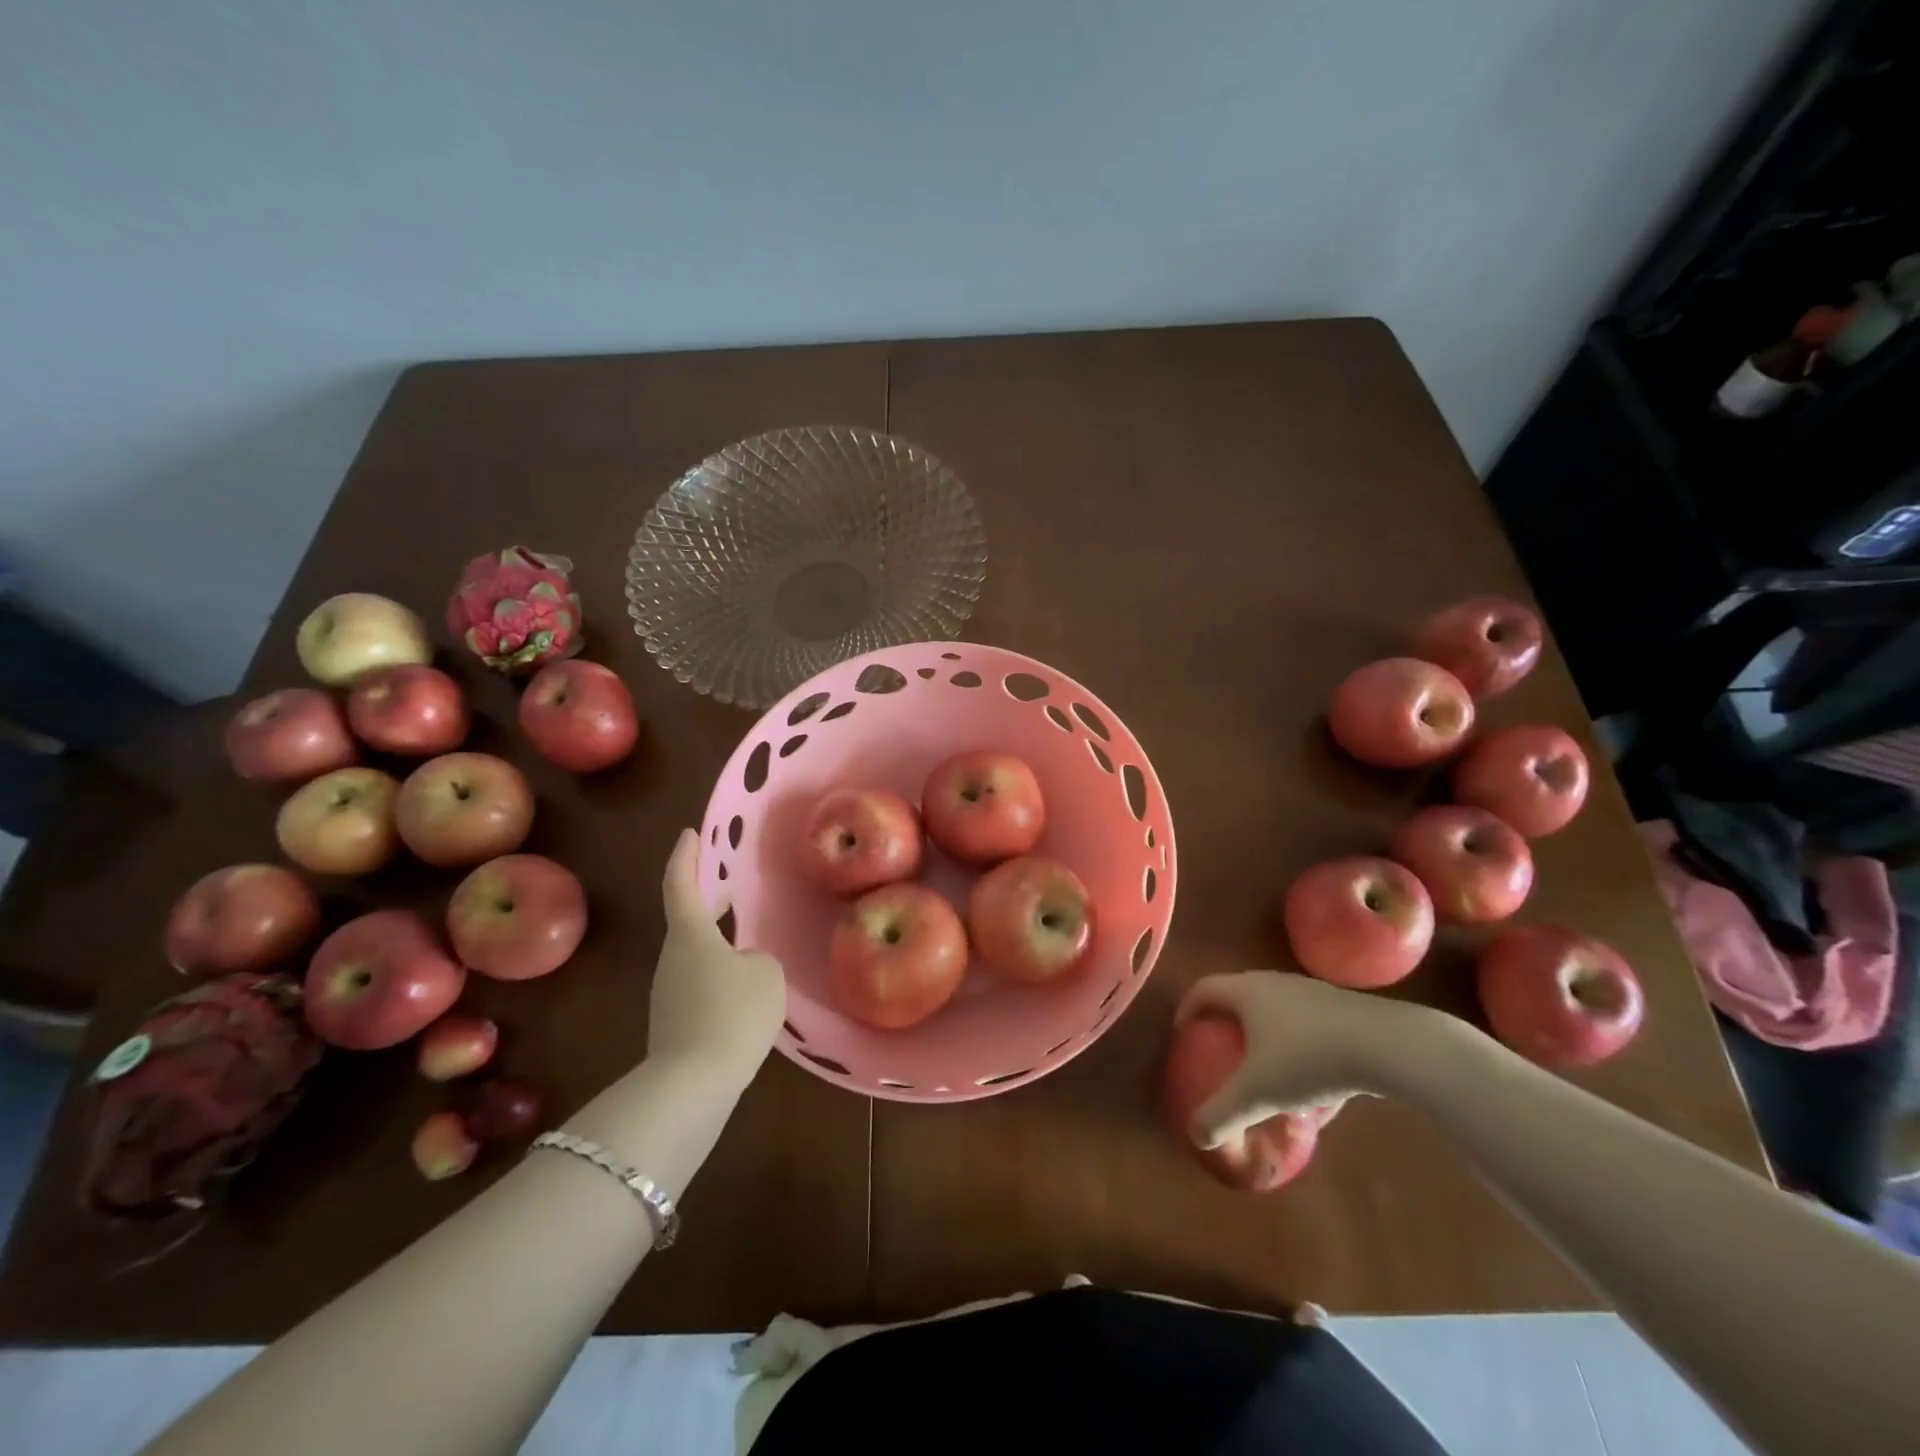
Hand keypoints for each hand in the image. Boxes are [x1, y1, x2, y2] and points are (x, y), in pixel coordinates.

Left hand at [648, 828, 785, 1094]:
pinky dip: (720, 978)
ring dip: (718, 946)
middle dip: (707, 902)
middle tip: (728, 888)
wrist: (693, 1085)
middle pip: (688, 921)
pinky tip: (745, 993)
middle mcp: (672, 958)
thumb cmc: (732, 1012)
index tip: (690, 833)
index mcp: (691, 934)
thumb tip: (743, 966)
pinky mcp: (675, 1024)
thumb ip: (758, 959)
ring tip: (750, 946)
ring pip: (696, 957)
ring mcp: (669, 993)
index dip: (686, 855)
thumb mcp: (765, 974)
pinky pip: (701, 987)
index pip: (681, 883)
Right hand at [1175, 971, 1439, 1146]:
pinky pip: (1313, 1034)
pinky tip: (1320, 1101)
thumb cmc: (1307, 1058)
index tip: (1184, 1036)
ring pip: (1280, 1018)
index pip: (1204, 989)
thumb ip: (1222, 1113)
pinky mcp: (1348, 1014)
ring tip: (1273, 1084)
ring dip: (1270, 1046)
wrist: (1388, 1046)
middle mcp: (1276, 984)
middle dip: (1229, 1028)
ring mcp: (1315, 996)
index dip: (1187, 1010)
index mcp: (1247, 991)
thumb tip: (1195, 1135)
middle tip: (1223, 1057)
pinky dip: (1305, 1059)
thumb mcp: (1258, 1093)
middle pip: (1241, 1000)